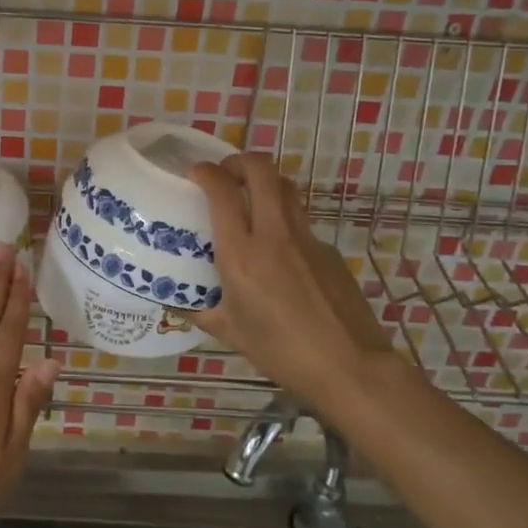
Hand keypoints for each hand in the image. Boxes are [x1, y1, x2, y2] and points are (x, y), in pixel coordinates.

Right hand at [193, 154, 394, 409]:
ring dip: (265, 182)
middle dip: (239, 161)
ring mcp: (307, 239)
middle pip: (261, 170)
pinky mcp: (329, 250)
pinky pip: (301, 222)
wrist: (350, 366)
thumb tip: (177, 303)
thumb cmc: (281, 351)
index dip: (205, 172)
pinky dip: (284, 221)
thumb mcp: (230, 333)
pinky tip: (280, 253)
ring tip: (250, 199)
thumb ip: (200, 312)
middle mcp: (274, 234)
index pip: (222, 191)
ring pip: (286, 188)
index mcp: (242, 253)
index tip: (194, 174)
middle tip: (225, 174)